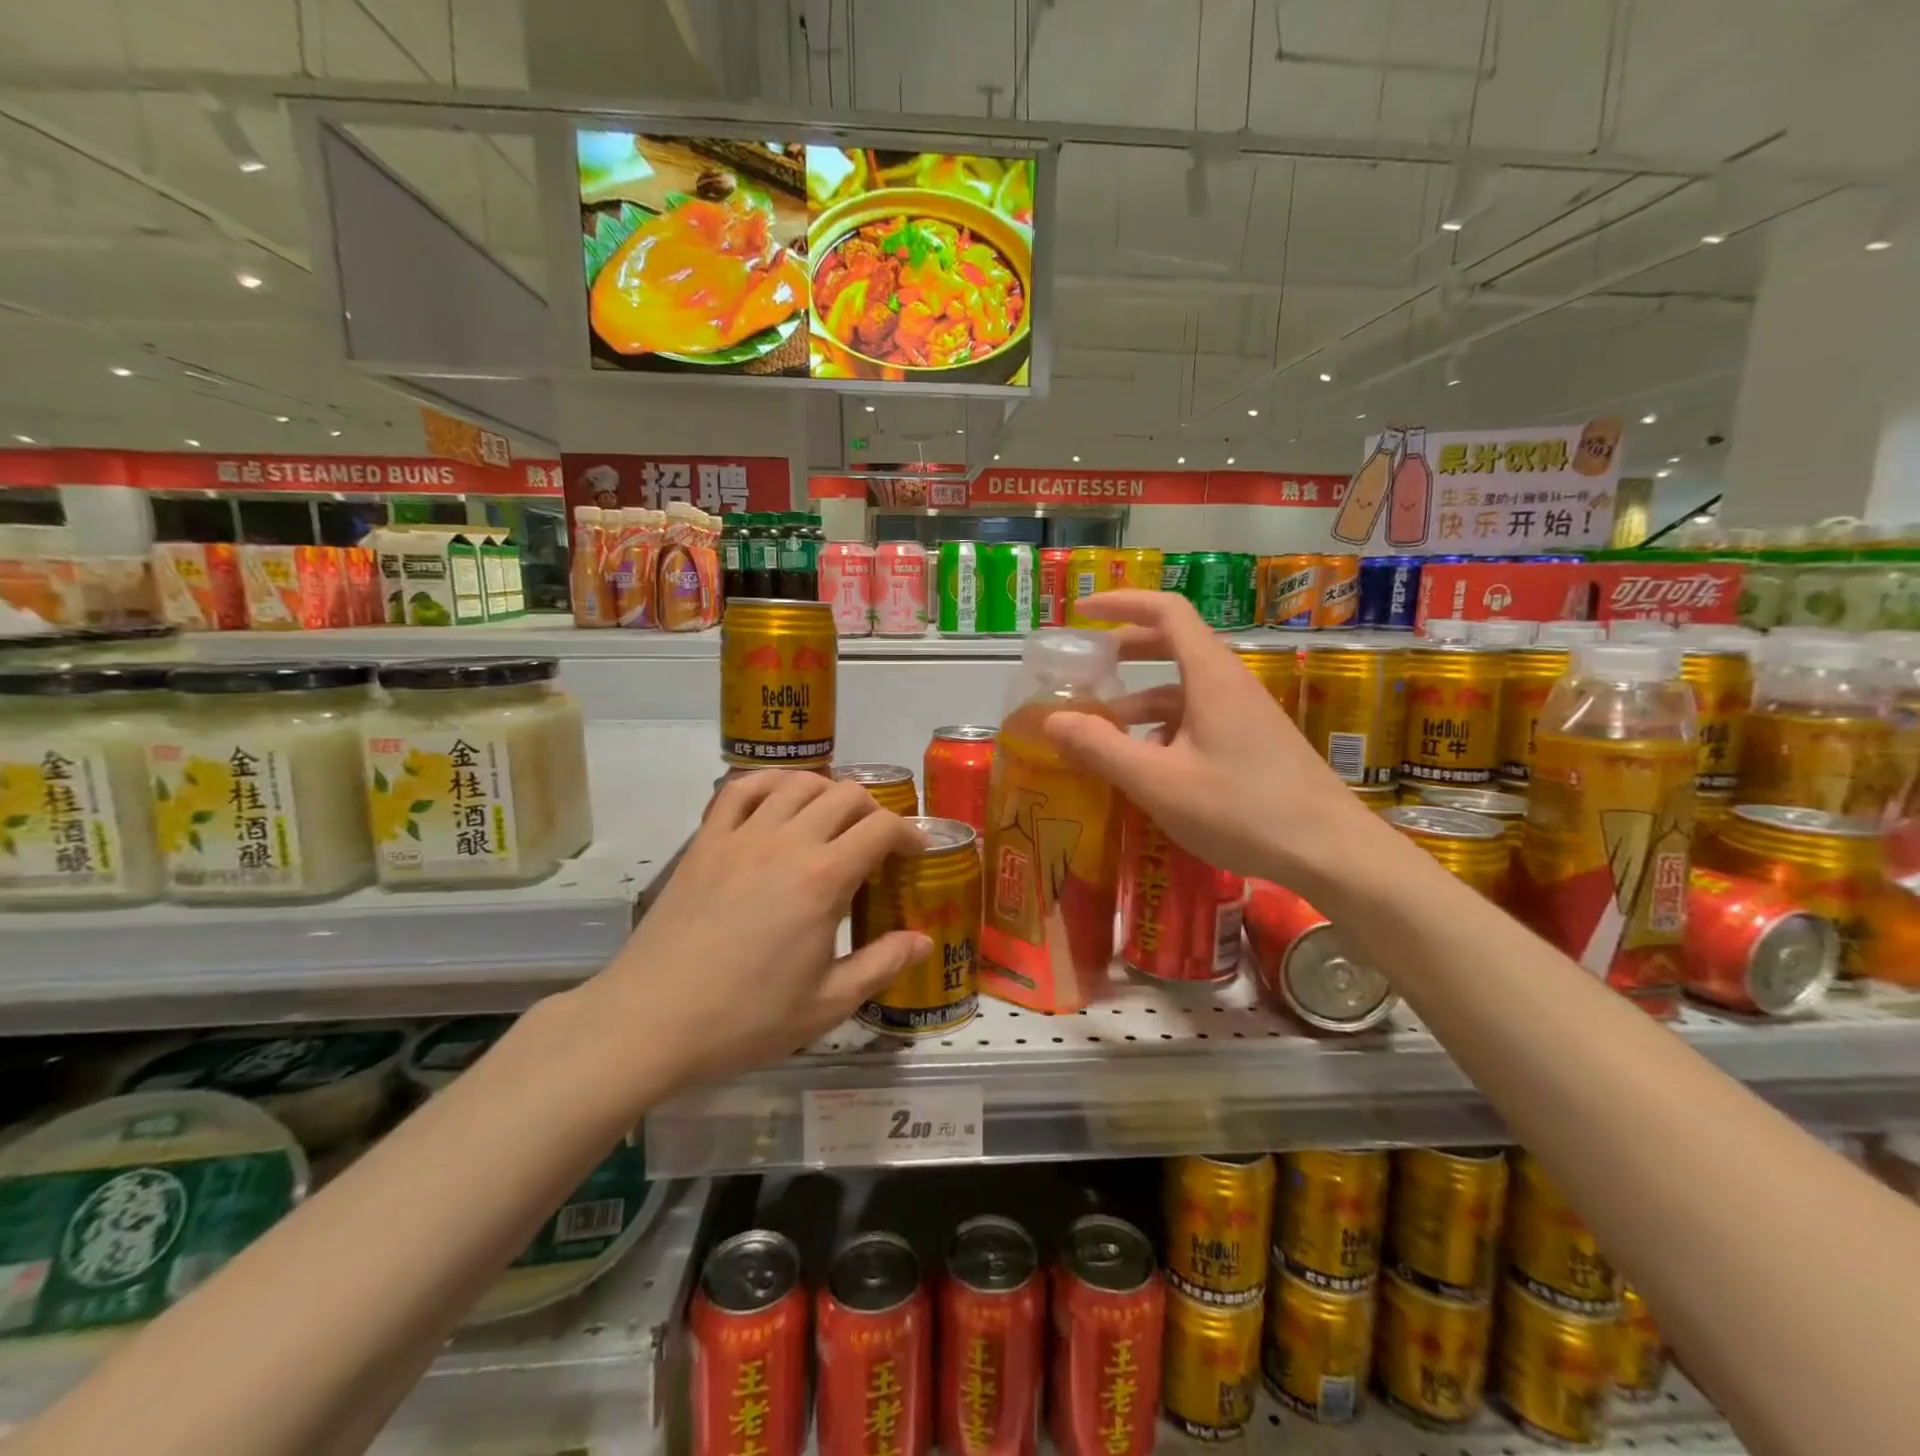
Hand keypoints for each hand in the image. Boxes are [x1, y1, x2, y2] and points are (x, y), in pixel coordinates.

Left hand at [590, 771, 929, 1091]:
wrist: (651, 1020)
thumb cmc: (746, 1018)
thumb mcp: (827, 1004)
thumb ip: (882, 965)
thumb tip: (924, 940)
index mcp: (823, 878)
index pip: (882, 828)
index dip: (909, 833)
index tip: (916, 852)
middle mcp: (786, 841)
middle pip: (844, 795)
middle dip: (873, 811)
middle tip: (876, 842)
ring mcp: (741, 835)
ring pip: (797, 783)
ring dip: (826, 792)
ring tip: (832, 819)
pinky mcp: (705, 841)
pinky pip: (740, 789)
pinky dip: (769, 783)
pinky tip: (778, 800)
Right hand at [1045, 591, 1385, 888]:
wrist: (1331, 853)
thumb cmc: (1242, 810)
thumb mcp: (1159, 782)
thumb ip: (1101, 748)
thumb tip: (1050, 719)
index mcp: (1210, 677)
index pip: (1167, 611)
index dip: (1123, 603)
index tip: (1084, 612)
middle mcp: (1229, 685)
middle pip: (1174, 645)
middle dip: (1125, 651)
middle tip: (1085, 668)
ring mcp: (1245, 716)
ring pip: (1184, 690)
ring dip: (1140, 701)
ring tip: (1100, 731)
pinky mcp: (1253, 745)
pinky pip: (1199, 720)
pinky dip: (1163, 730)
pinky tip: (1146, 767)